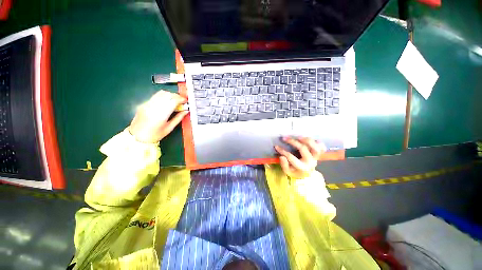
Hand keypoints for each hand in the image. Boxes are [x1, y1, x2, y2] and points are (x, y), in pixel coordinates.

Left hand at [128, 90, 187, 142]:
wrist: (137, 136)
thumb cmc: (155, 135)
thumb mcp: (169, 128)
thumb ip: (178, 118)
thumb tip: (186, 111)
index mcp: (161, 115)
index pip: (173, 101)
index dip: (181, 99)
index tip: (185, 101)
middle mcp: (153, 107)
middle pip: (168, 95)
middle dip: (177, 96)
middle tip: (182, 101)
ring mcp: (147, 104)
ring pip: (161, 93)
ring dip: (170, 95)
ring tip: (175, 100)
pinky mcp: (144, 103)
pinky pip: (156, 96)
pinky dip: (163, 96)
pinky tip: (167, 102)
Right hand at [274, 137, 325, 178]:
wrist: (307, 174)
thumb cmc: (296, 172)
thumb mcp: (288, 172)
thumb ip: (284, 165)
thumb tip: (282, 156)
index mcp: (302, 167)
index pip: (291, 157)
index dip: (282, 151)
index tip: (276, 146)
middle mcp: (311, 162)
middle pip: (303, 148)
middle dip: (293, 142)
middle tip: (284, 138)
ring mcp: (316, 157)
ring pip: (315, 146)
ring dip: (306, 140)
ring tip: (298, 137)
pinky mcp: (319, 154)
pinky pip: (322, 147)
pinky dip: (317, 142)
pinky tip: (310, 140)